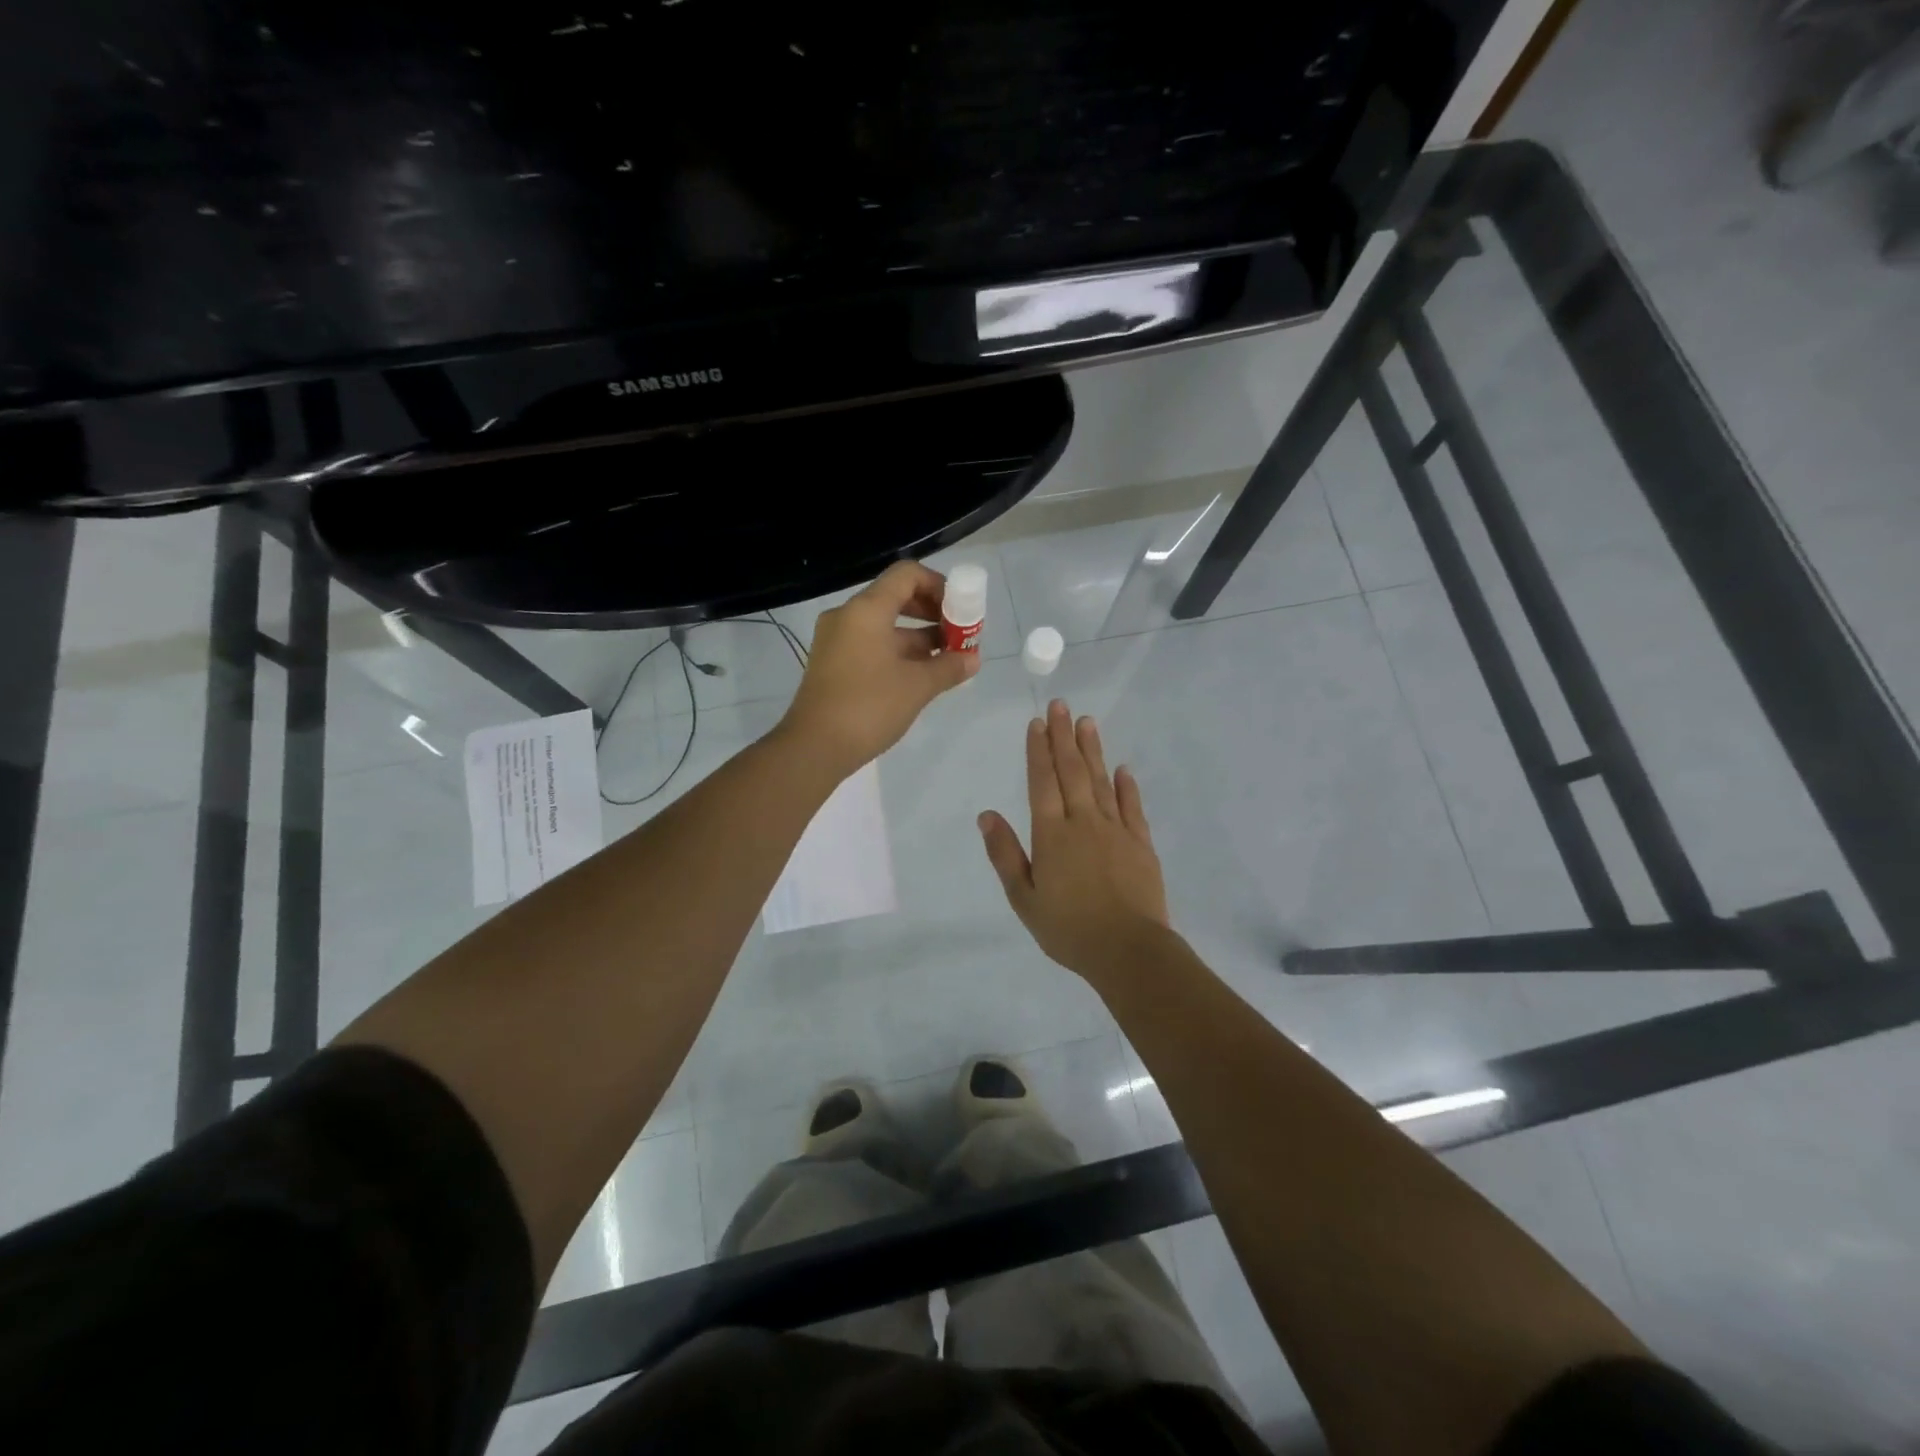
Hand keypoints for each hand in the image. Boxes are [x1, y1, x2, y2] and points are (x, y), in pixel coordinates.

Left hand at [779, 560, 979, 775]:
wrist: (814, 747)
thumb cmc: (868, 707)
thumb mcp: (917, 686)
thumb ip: (948, 667)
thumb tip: (972, 659)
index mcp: (866, 610)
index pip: (907, 575)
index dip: (939, 586)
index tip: (960, 611)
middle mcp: (848, 617)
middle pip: (896, 598)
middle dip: (932, 613)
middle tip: (958, 635)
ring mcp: (836, 641)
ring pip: (885, 625)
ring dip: (918, 637)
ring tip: (947, 660)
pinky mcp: (833, 664)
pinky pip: (871, 645)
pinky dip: (898, 652)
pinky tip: (921, 675)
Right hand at [978, 700, 1171, 984]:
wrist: (1128, 951)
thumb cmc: (1068, 929)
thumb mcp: (1023, 898)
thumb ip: (1005, 854)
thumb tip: (987, 815)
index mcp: (1051, 835)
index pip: (1042, 782)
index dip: (1038, 751)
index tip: (1037, 723)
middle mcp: (1083, 823)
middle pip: (1071, 771)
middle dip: (1063, 737)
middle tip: (1061, 706)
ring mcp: (1116, 830)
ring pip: (1101, 781)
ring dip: (1093, 750)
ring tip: (1087, 722)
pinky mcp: (1140, 844)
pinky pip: (1132, 807)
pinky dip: (1126, 786)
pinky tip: (1123, 769)